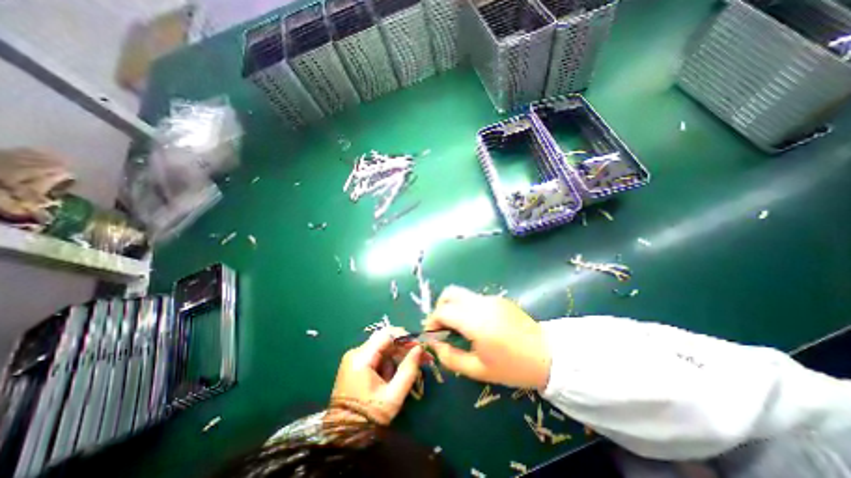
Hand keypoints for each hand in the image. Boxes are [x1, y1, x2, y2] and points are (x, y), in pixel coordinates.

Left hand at [330, 329, 424, 425]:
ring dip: (396, 358)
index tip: (419, 347)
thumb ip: (408, 370)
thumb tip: (419, 349)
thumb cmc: (369, 418)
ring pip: (382, 348)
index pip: (387, 334)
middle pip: (385, 340)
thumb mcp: (393, 396)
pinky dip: (387, 363)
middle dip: (403, 348)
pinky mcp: (355, 365)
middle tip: (421, 358)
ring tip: (405, 375)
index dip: (405, 338)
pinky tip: (392, 377)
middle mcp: (356, 353)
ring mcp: (354, 359)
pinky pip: (376, 356)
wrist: (343, 438)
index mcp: (362, 358)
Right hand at [424, 285, 551, 390]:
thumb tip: (435, 344)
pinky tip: (476, 325)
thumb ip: (451, 357)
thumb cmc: (512, 367)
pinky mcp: (498, 298)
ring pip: (462, 294)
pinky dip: (466, 307)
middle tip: (442, 326)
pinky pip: (475, 298)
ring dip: (453, 306)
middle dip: (440, 307)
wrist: (548, 356)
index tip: (431, 334)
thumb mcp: (478, 370)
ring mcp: (491, 298)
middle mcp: (481, 304)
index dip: (432, 321)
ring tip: (458, 327)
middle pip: (450, 293)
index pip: (443, 311)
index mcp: (475, 321)